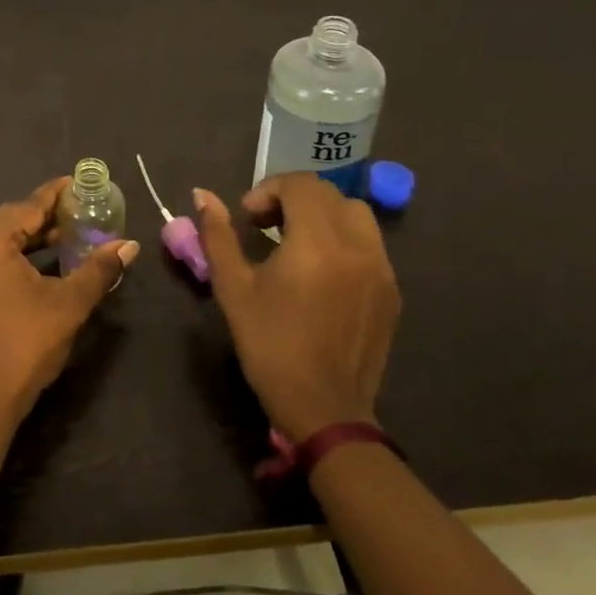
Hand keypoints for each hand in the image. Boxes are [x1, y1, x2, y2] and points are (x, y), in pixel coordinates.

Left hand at [0, 177, 138, 425]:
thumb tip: (130, 245)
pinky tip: (38, 267)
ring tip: (64, 239)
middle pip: (10, 220)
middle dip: (44, 217)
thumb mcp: (68, 304)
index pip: (28, 206)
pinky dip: (11, 257)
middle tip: (78, 214)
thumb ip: (98, 269)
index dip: (55, 194)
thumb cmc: (25, 345)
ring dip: (29, 238)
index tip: (77, 183)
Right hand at [194, 174, 399, 439]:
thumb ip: (218, 235)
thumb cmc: (270, 346)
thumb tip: (203, 195)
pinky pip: (370, 244)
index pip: (301, 184)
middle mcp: (357, 246)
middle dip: (293, 199)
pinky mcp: (392, 291)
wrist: (325, 410)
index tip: (248, 218)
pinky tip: (322, 271)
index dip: (268, 190)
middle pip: (329, 193)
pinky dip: (344, 240)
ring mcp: (381, 269)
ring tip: (297, 244)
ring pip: (356, 214)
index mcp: (317, 242)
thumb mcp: (233, 289)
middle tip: (266, 227)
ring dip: (323, 215)